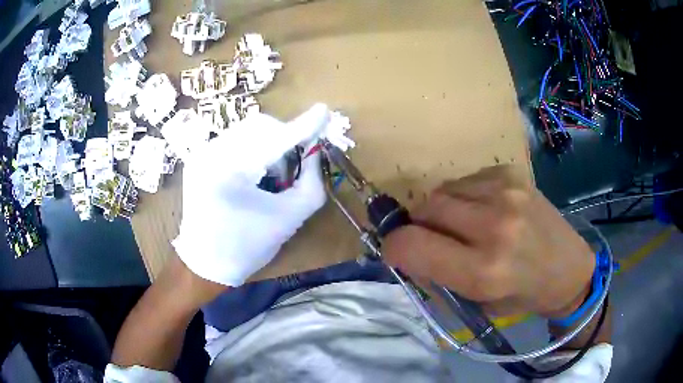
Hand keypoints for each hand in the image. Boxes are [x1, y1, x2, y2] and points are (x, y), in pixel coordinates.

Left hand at [173, 104, 330, 286]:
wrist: (205, 263)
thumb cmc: (247, 247)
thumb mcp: (289, 219)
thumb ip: (311, 182)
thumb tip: (315, 150)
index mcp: (229, 172)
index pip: (274, 139)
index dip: (303, 126)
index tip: (324, 112)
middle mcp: (210, 153)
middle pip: (260, 126)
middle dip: (284, 139)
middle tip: (293, 167)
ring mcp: (201, 153)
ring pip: (247, 130)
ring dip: (269, 144)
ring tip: (272, 175)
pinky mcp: (199, 157)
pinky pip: (235, 140)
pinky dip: (253, 149)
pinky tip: (254, 174)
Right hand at [383, 165, 593, 317]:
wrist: (569, 268)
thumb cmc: (524, 295)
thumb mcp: (477, 303)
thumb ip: (438, 277)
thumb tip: (407, 252)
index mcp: (484, 271)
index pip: (411, 245)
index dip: (394, 248)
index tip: (399, 253)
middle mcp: (495, 226)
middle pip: (425, 209)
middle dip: (418, 226)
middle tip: (432, 239)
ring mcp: (506, 193)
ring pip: (443, 191)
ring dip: (441, 210)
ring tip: (461, 224)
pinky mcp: (512, 174)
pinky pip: (466, 180)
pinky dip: (463, 196)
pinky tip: (483, 210)